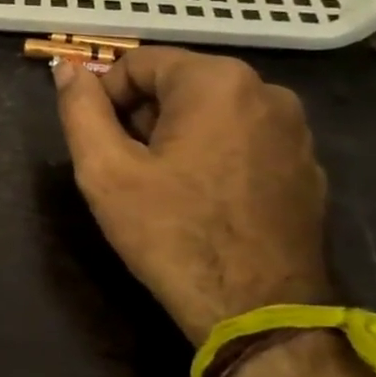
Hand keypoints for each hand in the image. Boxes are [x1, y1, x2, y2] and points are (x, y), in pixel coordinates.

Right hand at [53, 47, 330, 343]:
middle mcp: (267, 91)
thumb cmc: (172, 234)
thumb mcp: (105, 170)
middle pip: (178, 85)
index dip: (106, 99)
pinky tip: (205, 203)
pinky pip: (245, 142)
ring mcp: (296, 131)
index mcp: (216, 81)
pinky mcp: (309, 167)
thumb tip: (66, 67)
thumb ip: (80, 109)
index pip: (138, 63)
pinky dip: (216, 157)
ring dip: (178, 137)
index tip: (102, 146)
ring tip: (165, 190)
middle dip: (143, 118)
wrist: (258, 313)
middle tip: (129, 171)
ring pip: (212, 113)